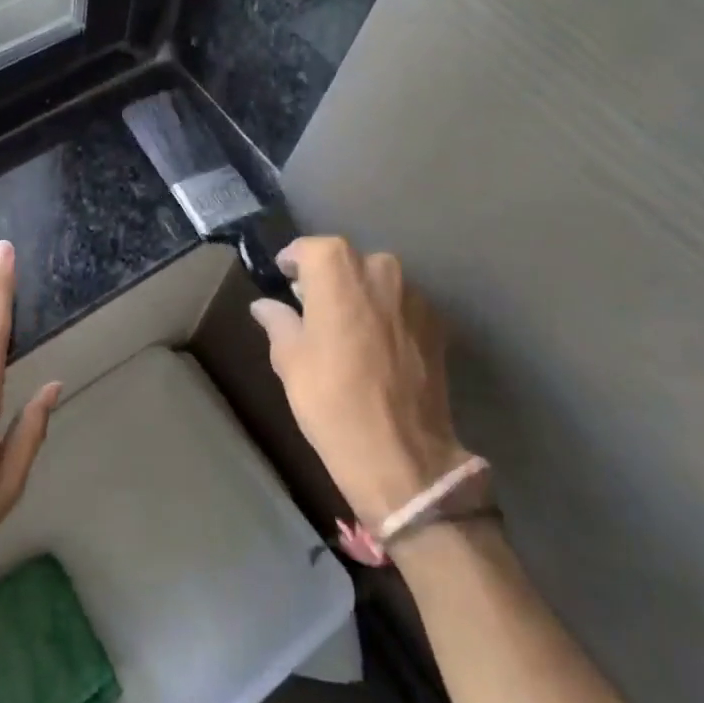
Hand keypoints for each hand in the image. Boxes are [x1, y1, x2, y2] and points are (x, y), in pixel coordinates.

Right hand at [248, 236, 469, 529]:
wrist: (402, 454)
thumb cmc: (331, 400)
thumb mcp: (290, 360)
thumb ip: (278, 322)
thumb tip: (265, 306)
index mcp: (338, 271)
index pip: (311, 248)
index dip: (295, 260)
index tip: (283, 277)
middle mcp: (381, 270)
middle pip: (348, 261)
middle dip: (328, 277)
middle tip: (310, 306)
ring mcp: (414, 297)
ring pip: (378, 282)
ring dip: (359, 295)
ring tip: (344, 328)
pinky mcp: (437, 325)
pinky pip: (401, 306)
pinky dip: (384, 315)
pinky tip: (374, 347)